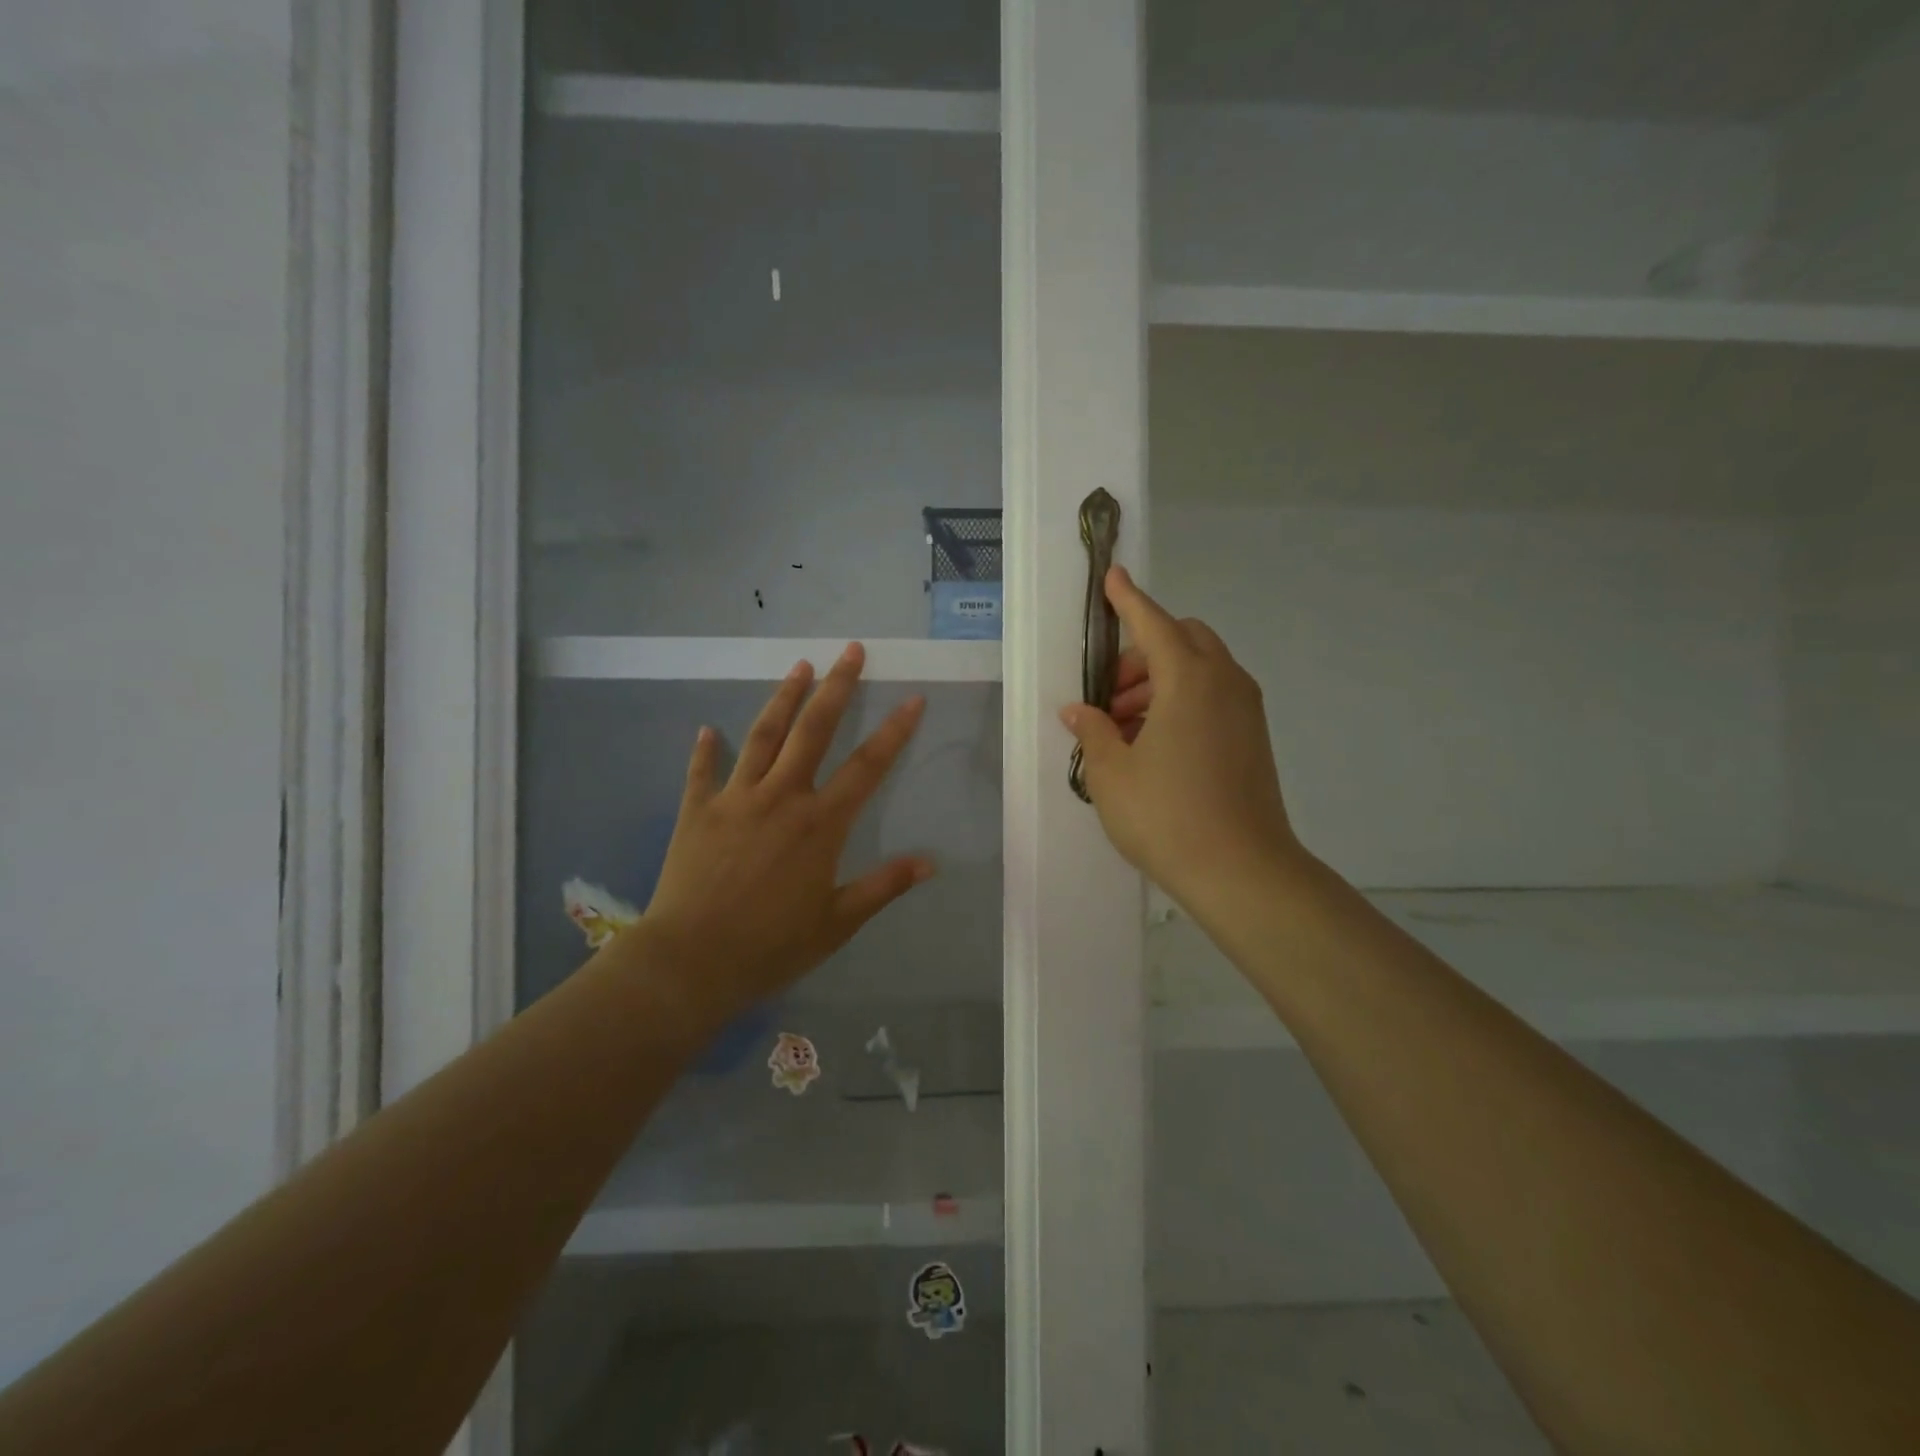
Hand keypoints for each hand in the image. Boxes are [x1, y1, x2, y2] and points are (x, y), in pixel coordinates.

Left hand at [629, 644, 932, 1023]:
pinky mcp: (697, 811)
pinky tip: (708, 729)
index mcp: (820, 824)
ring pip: (763, 735)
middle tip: (850, 651)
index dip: (894, 730)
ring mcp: (736, 799)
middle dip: (836, 687)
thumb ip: (883, 887)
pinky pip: (702, 772)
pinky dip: (706, 749)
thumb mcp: (837, 922)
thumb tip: (930, 862)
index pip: (867, 766)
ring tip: (799, 666)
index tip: (913, 698)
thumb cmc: (771, 945)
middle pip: (813, 730)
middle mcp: (781, 798)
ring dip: (783, 698)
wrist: (691, 961)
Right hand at [1060, 566, 1301, 915]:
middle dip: (1142, 652)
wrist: (1242, 871)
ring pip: (1200, 670)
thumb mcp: (1111, 774)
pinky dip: (1181, 701)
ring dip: (1159, 681)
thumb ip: (1093, 731)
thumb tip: (1080, 711)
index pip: (1154, 623)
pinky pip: (1213, 697)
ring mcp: (1246, 711)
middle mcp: (1225, 683)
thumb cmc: (1166, 816)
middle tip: (1109, 694)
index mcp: (1189, 680)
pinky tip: (1152, 744)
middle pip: (1183, 640)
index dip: (1129, 600)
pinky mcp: (1254, 738)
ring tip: (1122, 727)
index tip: (1113, 576)